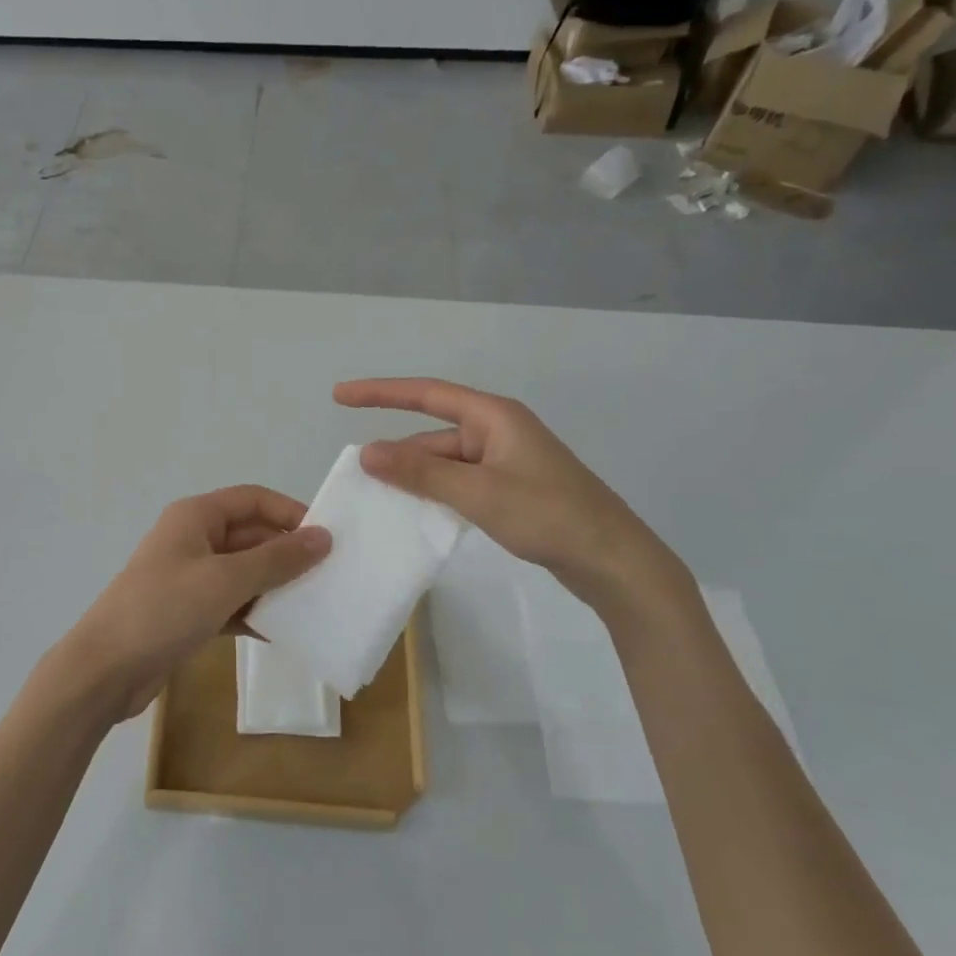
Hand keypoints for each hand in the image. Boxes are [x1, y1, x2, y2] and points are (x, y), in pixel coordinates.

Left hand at [52, 486, 331, 722]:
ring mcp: (190, 578)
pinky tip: (283, 633)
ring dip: (275, 587)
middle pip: (251, 536)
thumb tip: (322, 537)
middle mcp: (193, 540)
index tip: (326, 539)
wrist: (105, 670)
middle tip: (330, 577)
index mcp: (195, 517)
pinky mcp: (189, 613)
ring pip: (244, 573)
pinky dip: (255, 615)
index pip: (252, 499)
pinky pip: (232, 604)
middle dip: (287, 554)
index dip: (290, 512)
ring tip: (316, 605)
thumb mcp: (225, 581)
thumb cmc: (164, 610)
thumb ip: (276, 559)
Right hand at [334, 377, 690, 618]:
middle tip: (358, 475)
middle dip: (398, 452)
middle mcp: (498, 431)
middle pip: (433, 433)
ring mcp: (506, 462)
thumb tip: (366, 451)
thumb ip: (420, 473)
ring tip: (378, 499)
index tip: (340, 396)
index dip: (380, 392)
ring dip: (416, 478)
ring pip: (445, 462)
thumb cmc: (549, 516)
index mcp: (494, 417)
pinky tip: (417, 514)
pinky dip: (436, 494)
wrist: (615, 562)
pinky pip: (460, 482)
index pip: (426, 394)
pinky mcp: (511, 489)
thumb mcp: (478, 493)